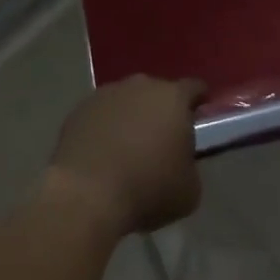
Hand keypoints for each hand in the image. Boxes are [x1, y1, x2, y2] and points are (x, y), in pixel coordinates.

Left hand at [46, 76, 205, 237]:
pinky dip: (104, 128)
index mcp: (173, 98)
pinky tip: (102, 153)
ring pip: (127, 101)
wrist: (86, 194)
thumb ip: (190, 167)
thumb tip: (181, 163)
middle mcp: (141, 85)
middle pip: (157, 92)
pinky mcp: (79, 109)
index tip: (199, 116)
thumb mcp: (189, 190)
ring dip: (131, 118)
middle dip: (161, 111)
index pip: (194, 88)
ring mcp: (107, 94)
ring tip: (128, 148)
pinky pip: (101, 114)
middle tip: (161, 140)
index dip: (199, 101)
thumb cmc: (147, 189)